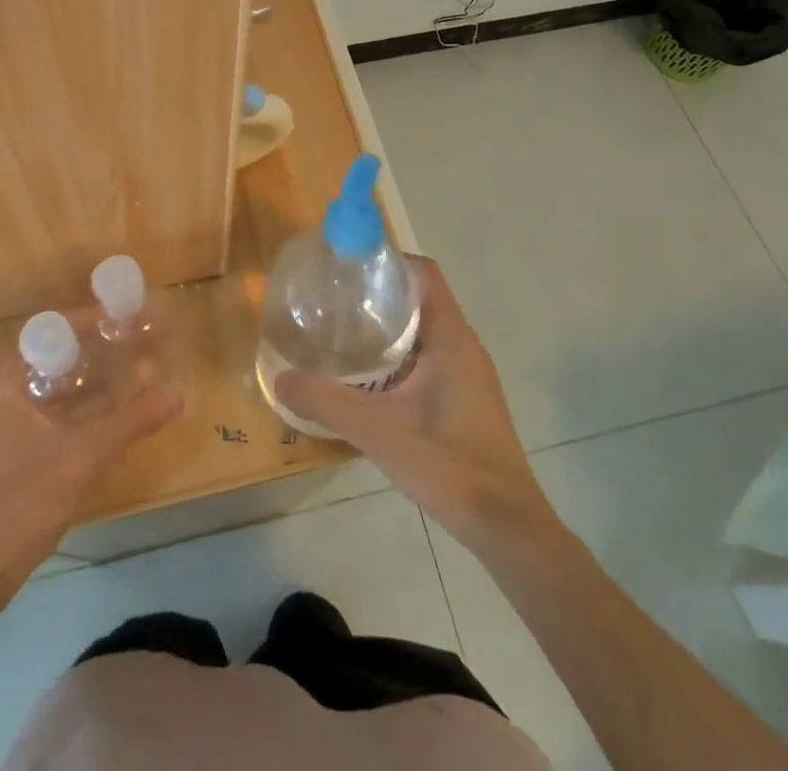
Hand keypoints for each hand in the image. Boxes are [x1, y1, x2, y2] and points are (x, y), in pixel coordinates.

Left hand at [0, 339, 182, 582]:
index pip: (54, 326)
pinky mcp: (11, 448)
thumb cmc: (16, 503)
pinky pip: (53, 408)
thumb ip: (130, 421)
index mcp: (5, 376)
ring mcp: (4, 420)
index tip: (132, 318)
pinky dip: (83, 405)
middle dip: (100, 347)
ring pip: (56, 383)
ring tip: (136, 370)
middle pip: (57, 352)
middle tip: (142, 342)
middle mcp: (1, 389)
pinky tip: (113, 413)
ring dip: (94, 377)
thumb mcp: (80, 458)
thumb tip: (178, 393)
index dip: (95, 318)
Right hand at [276, 256, 552, 549]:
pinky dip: (398, 356)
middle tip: (333, 300)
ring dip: (387, 327)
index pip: (423, 273)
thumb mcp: (377, 430)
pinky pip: (428, 359)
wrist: (506, 527)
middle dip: (378, 293)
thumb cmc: (448, 464)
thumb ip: (326, 402)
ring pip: (423, 332)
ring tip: (342, 334)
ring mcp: (468, 374)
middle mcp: (463, 346)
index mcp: (451, 337)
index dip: (387, 260)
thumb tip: (281, 379)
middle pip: (419, 299)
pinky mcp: (466, 399)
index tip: (348, 266)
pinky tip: (368, 381)